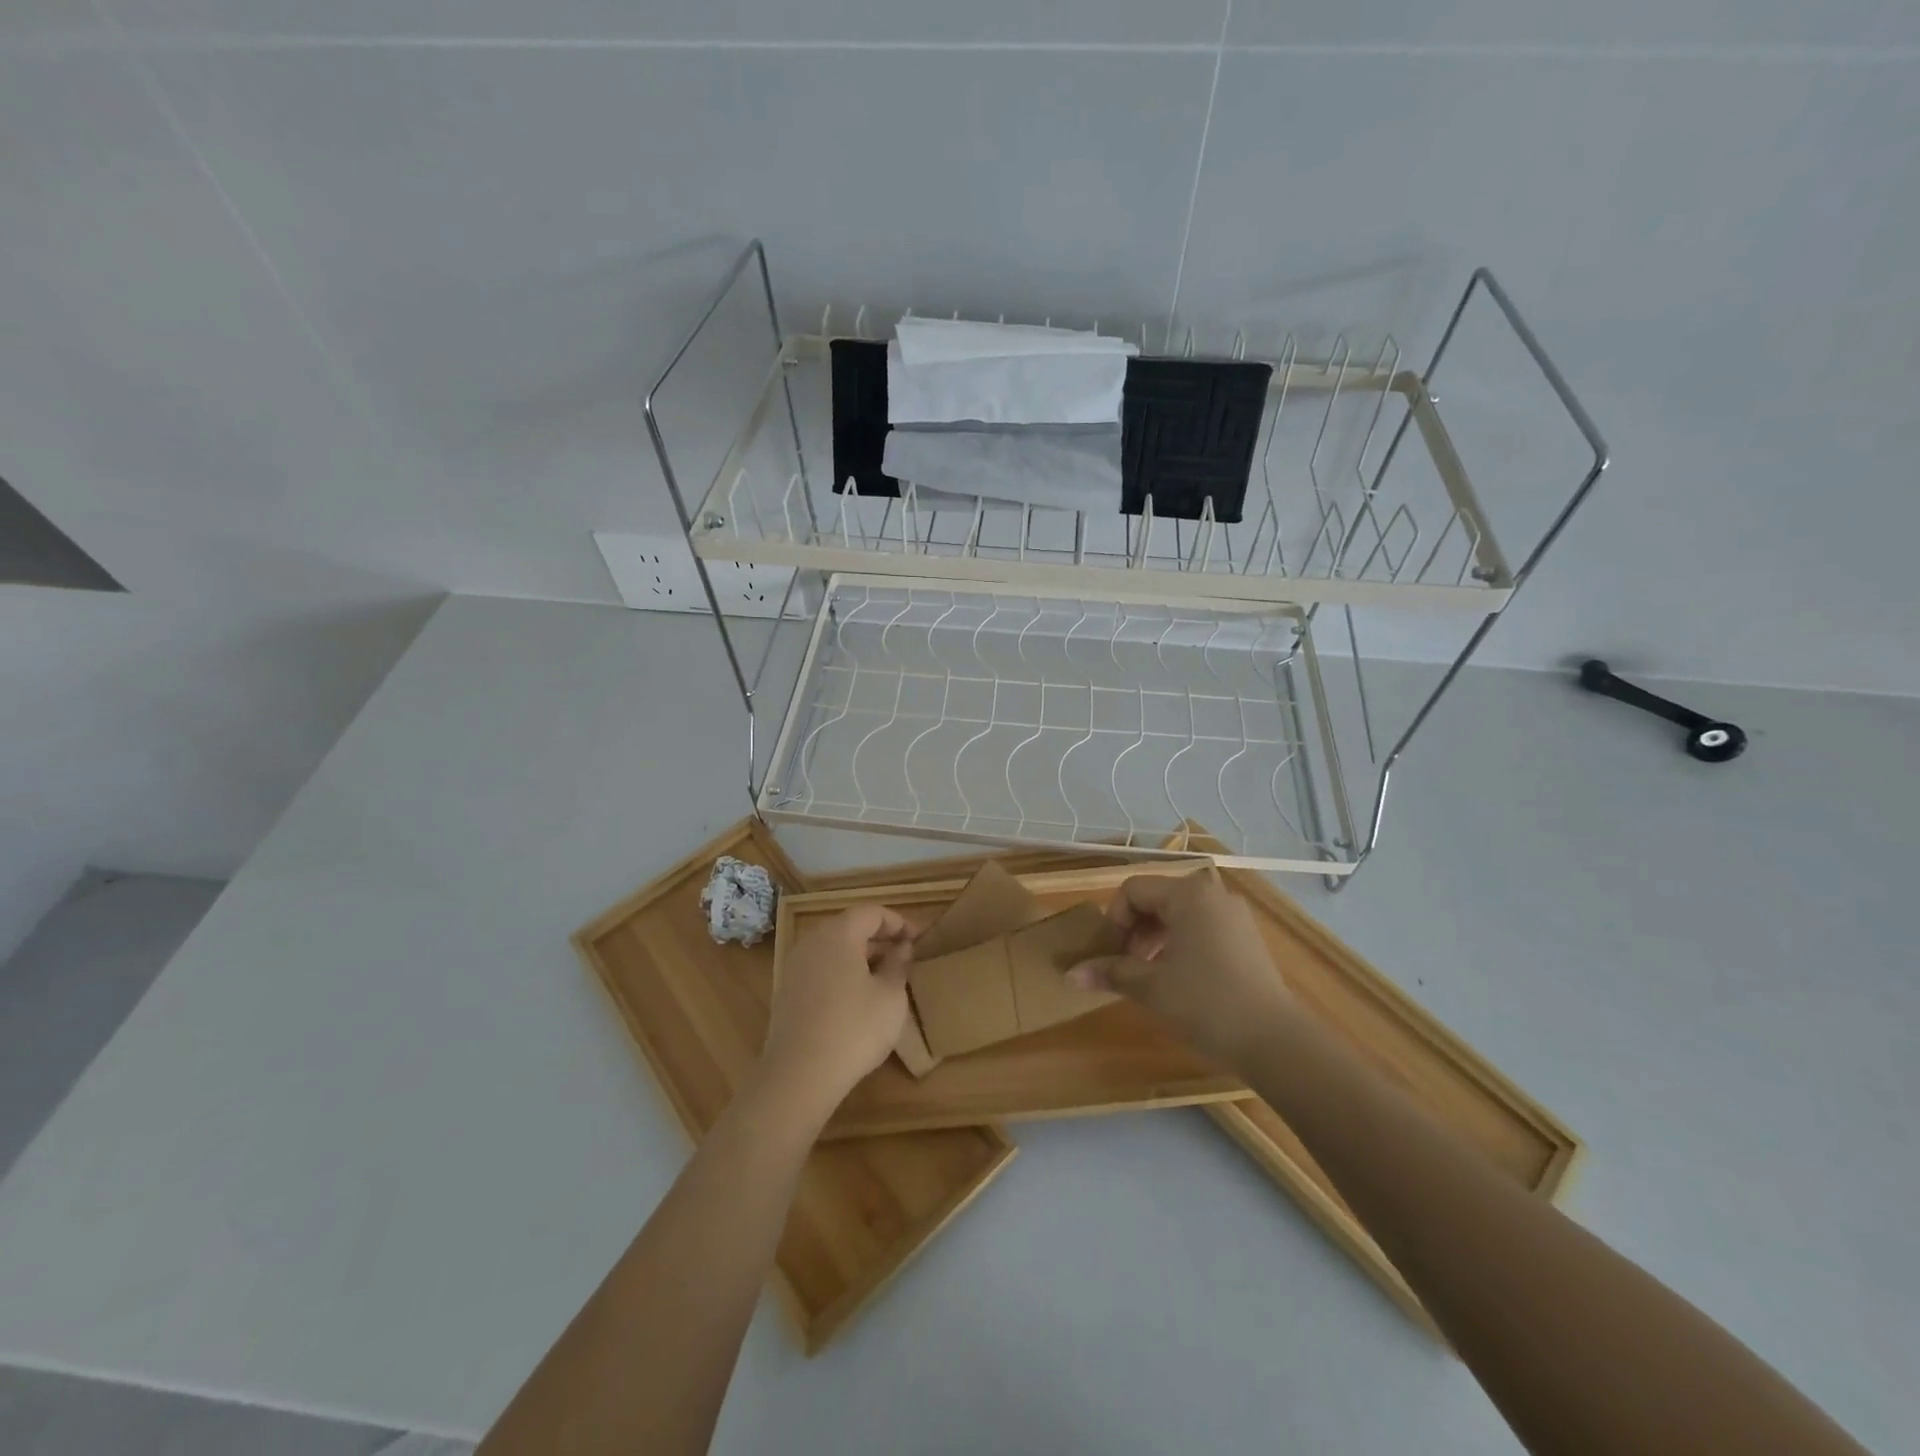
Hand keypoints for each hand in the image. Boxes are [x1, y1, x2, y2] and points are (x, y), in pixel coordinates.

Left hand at [759, 905, 913, 1114]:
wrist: (799, 1076)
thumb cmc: (854, 1029)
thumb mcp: (890, 996)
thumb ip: (898, 964)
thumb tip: (902, 948)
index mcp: (838, 934)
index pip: (871, 912)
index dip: (898, 922)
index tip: (918, 940)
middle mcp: (812, 942)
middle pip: (849, 927)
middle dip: (879, 938)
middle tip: (904, 957)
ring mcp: (795, 967)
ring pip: (834, 950)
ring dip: (860, 957)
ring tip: (885, 978)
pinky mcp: (787, 992)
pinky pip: (820, 970)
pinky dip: (842, 973)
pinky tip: (858, 999)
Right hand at [1067, 868, 1292, 1068]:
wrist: (1275, 1041)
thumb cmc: (1206, 1003)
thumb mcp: (1150, 986)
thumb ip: (1110, 972)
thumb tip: (1070, 973)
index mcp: (1188, 894)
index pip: (1133, 890)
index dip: (1113, 920)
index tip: (1109, 955)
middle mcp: (1212, 894)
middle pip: (1156, 899)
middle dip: (1133, 930)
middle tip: (1124, 966)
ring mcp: (1234, 916)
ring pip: (1179, 915)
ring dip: (1154, 939)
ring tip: (1147, 975)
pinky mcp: (1246, 939)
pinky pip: (1201, 928)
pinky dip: (1179, 945)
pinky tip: (1177, 980)